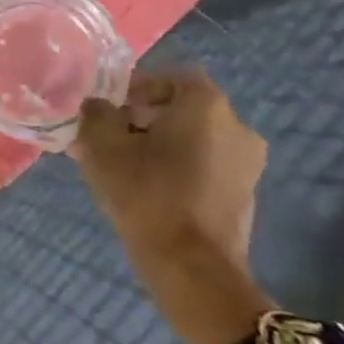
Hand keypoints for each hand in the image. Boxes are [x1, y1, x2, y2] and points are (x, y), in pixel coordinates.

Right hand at [74, 71, 271, 343]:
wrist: (191, 266)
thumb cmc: (145, 192)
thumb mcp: (101, 144)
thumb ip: (96, 113)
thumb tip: (98, 106)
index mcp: (206, 105)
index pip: (171, 77)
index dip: (136, 87)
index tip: (108, 108)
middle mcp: (237, 126)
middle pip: (182, 109)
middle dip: (142, 117)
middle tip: (107, 136)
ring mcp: (247, 164)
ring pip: (192, 139)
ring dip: (158, 144)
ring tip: (120, 164)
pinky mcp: (244, 194)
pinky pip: (204, 165)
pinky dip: (176, 167)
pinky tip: (146, 187)